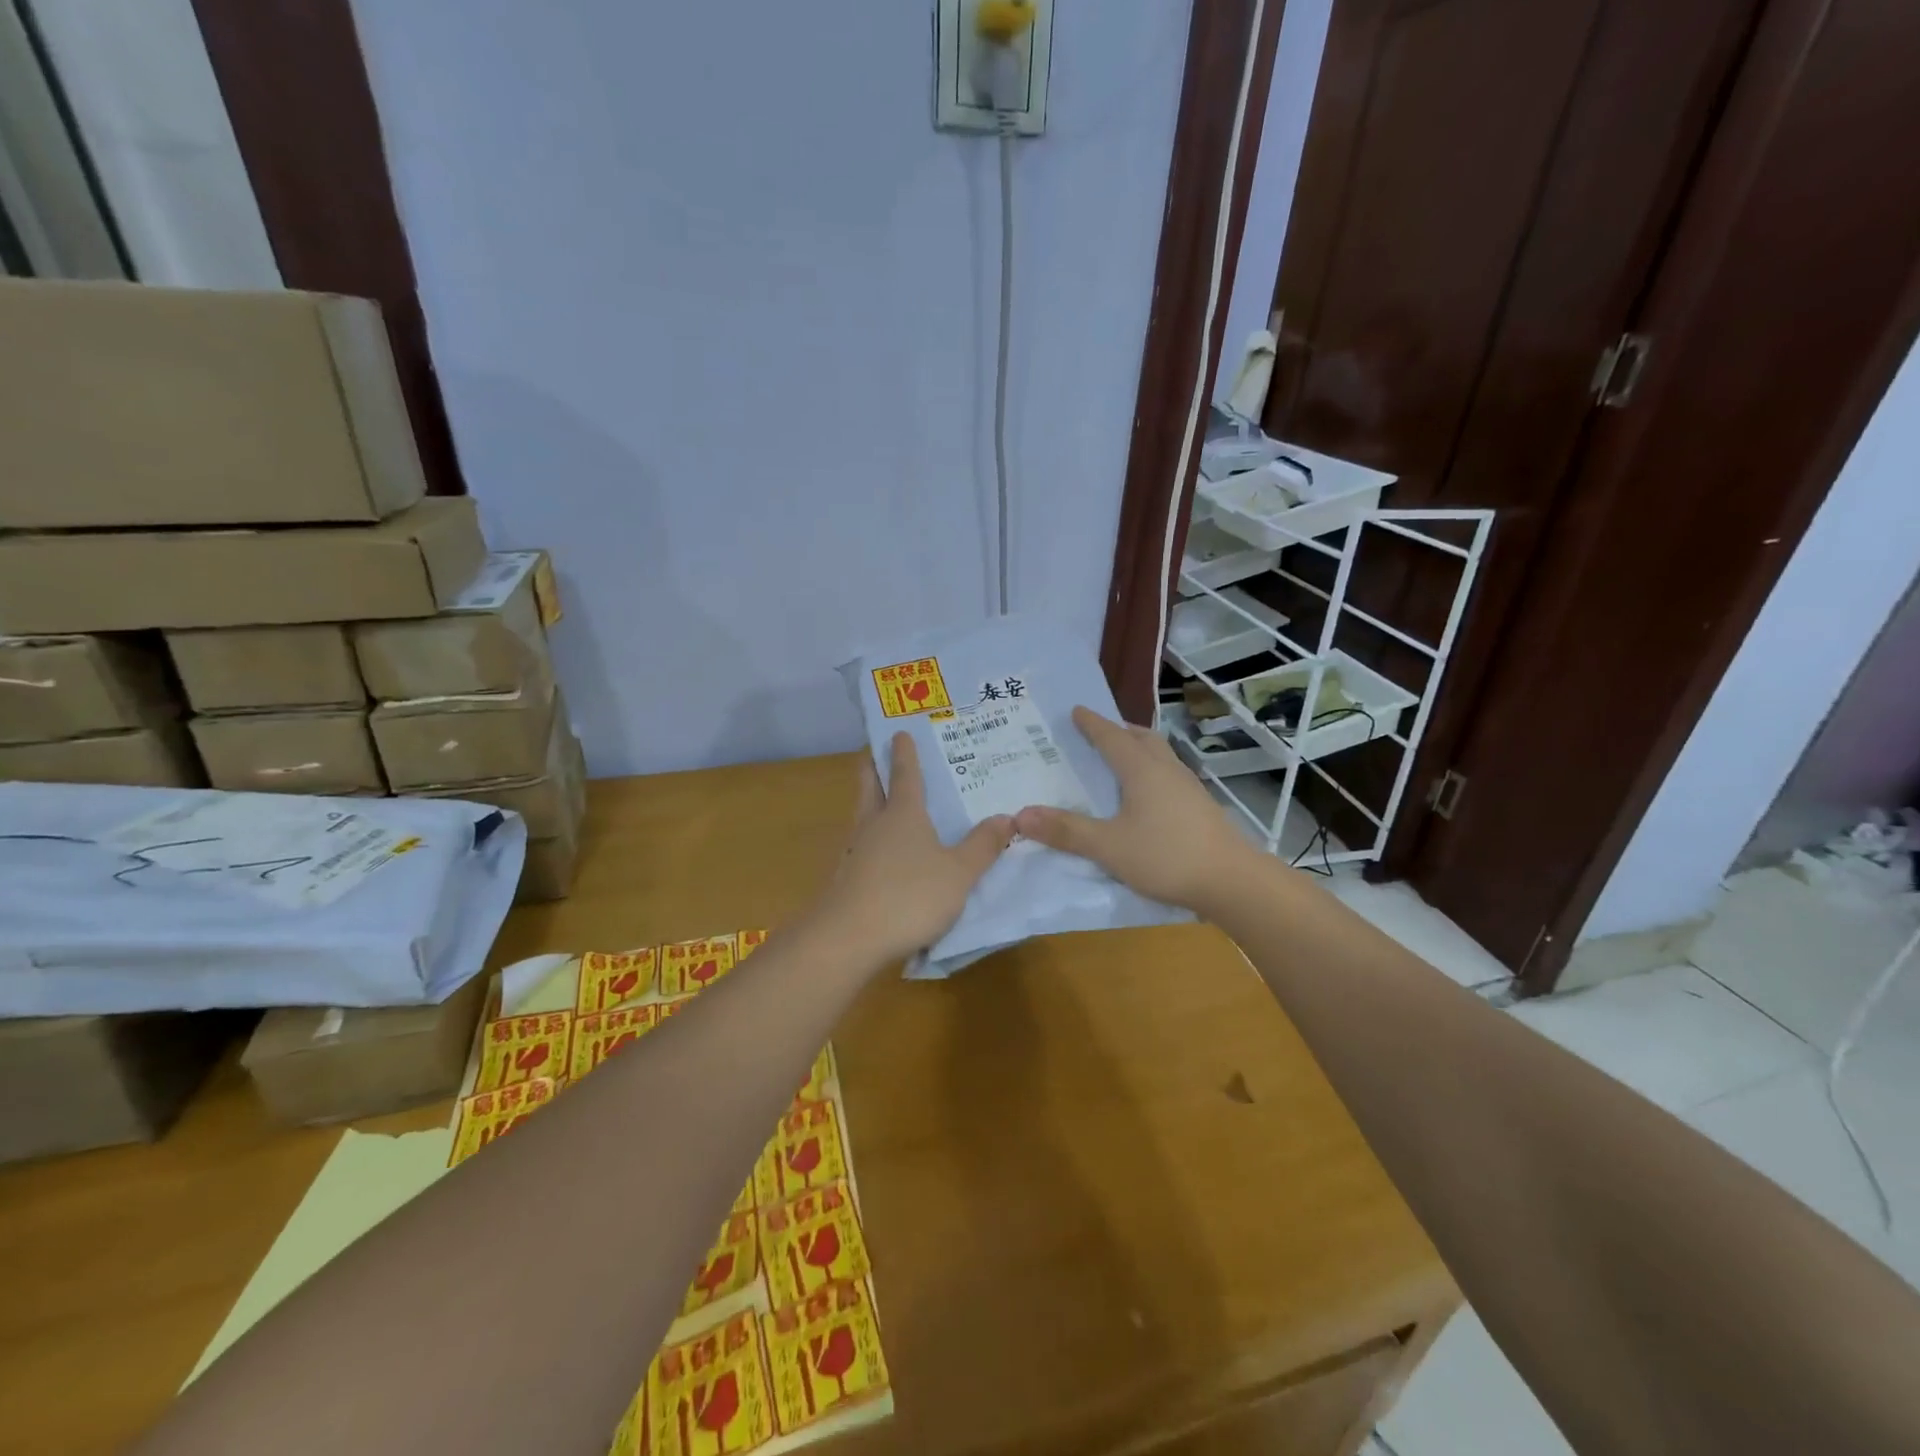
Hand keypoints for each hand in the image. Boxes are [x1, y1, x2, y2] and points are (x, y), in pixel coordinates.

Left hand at [812, 733, 1012, 964]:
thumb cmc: (909, 896)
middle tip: (879, 751)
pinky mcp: (847, 877)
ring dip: (872, 800)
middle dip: (874, 766)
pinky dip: (873, 837)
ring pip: (863, 814)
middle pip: (870, 784)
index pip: (904, 772)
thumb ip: (982, 846)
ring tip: (889, 800)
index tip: (899, 732)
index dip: (904, 752)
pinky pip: (863, 845)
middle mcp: (874, 823)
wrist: (847, 938)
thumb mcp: (958, 874)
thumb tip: (1007, 817)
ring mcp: (856, 850)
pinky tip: (884, 853)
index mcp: (903, 813)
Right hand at [1013, 706, 1260, 915]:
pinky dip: (1150, 772)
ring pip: (1159, 756)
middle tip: (1098, 733)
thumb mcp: (1108, 846)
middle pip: (1142, 739)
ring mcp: (1188, 788)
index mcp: (1142, 770)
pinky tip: (1146, 796)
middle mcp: (1166, 770)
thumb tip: (1020, 815)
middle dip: (1119, 731)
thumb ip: (1066, 831)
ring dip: (1138, 750)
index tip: (1077, 710)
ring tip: (1120, 760)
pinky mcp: (1200, 807)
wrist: (1232, 881)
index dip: (1093, 724)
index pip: (1112, 737)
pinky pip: (1168, 776)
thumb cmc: (1167, 857)